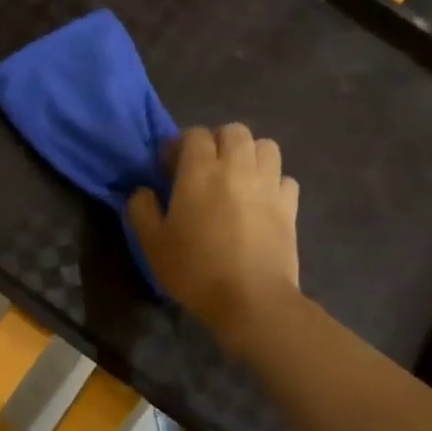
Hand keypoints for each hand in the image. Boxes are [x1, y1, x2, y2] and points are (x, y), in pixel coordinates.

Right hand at [128, 124, 299, 358]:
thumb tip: (142, 191)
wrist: (251, 299)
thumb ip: (141, 209)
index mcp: (200, 171)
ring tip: (236, 178)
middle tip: (204, 169)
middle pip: (234, 131)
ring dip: (249, 155)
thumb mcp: (152, 243)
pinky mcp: (290, 206)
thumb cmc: (195, 269)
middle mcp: (237, 168)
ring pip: (265, 146)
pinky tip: (260, 201)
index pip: (194, 135)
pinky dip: (272, 182)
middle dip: (217, 142)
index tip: (170, 169)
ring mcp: (268, 185)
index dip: (180, 146)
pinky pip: (284, 178)